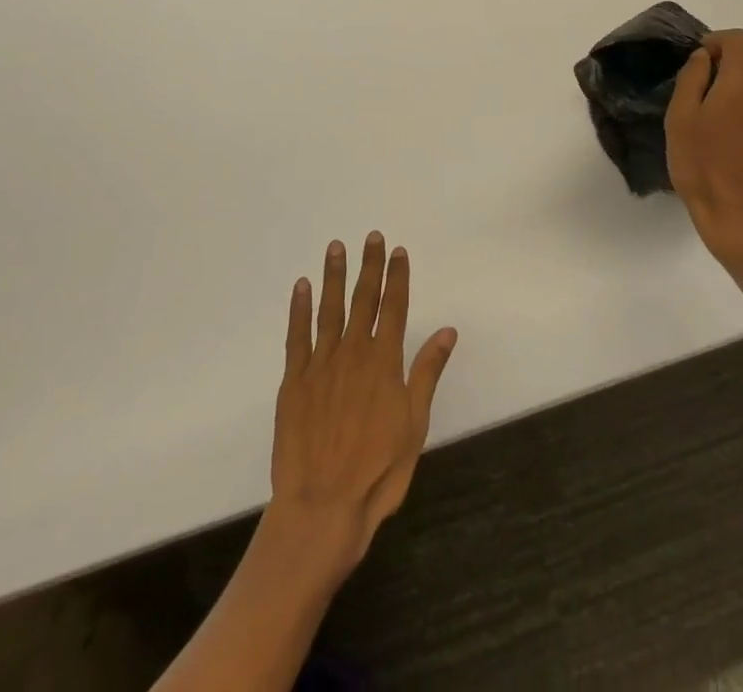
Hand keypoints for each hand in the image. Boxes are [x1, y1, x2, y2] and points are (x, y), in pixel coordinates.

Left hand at [268, 233, 456, 577]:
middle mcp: (354, 353)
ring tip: (336, 248)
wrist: (322, 507)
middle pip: (364, 300)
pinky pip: (297, 336)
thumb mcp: (414, 425)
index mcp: (385, 362)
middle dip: (369, 266)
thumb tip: (448, 331)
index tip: (397, 251)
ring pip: (330, 309)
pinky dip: (299, 309)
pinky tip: (301, 287)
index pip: (394, 307)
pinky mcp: (294, 381)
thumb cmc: (378, 471)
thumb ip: (427, 373)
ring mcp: (321, 365)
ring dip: (334, 277)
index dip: (397, 277)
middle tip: (370, 236)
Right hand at [665, 30, 742, 270]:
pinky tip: (725, 149)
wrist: (738, 220)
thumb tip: (704, 57)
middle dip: (718, 79)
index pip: (741, 41)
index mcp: (741, 87)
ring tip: (707, 134)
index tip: (700, 59)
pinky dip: (741, 122)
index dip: (718, 40)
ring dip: (729, 103)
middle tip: (691, 107)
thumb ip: (692, 78)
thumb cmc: (700, 166)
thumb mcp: (680, 118)